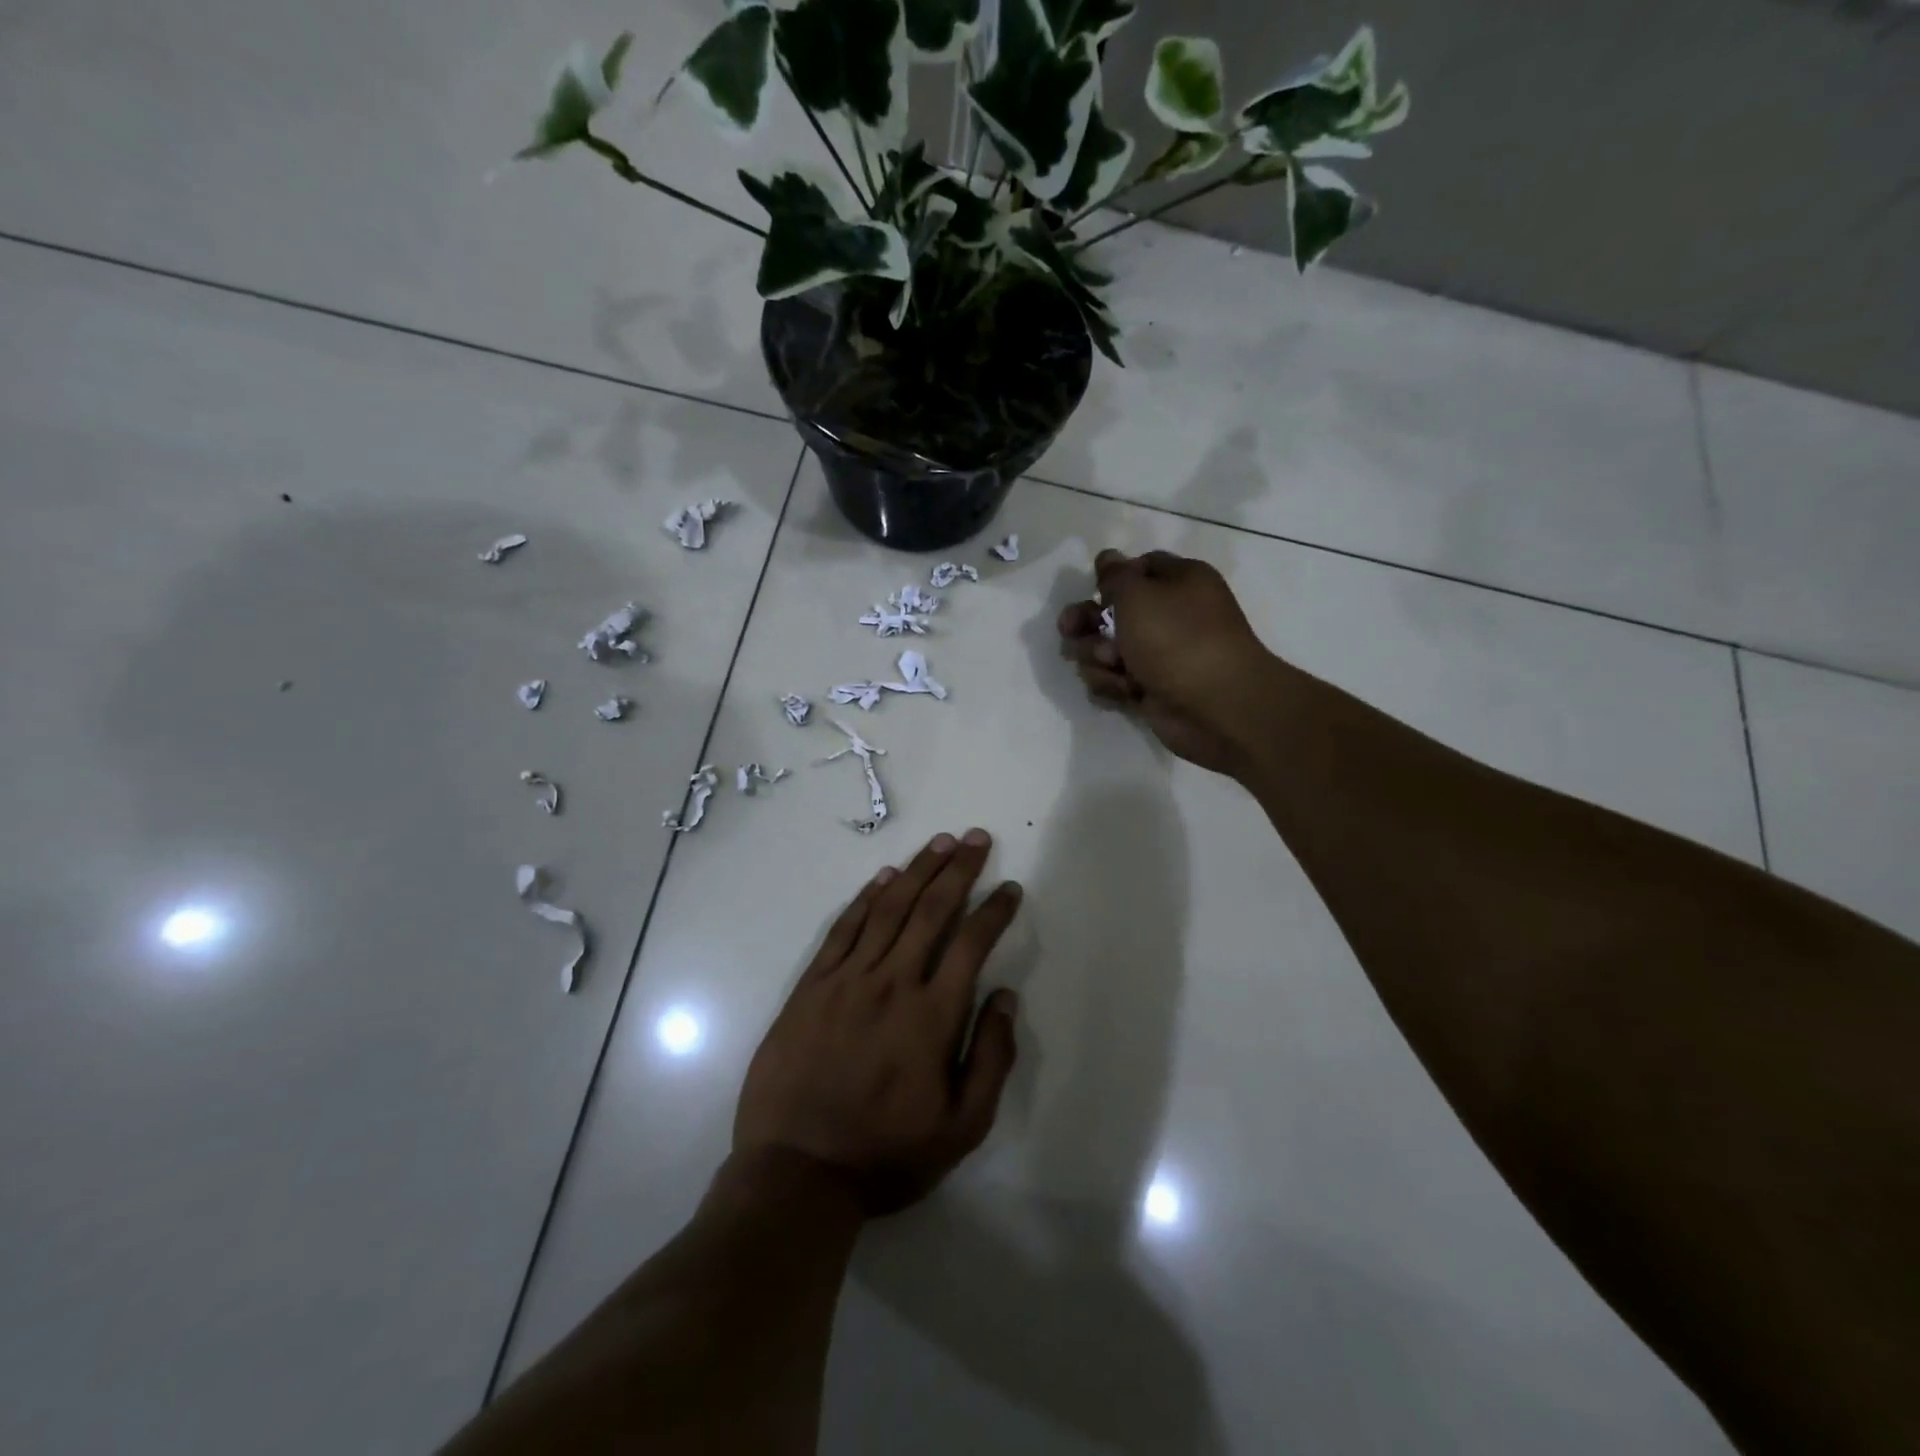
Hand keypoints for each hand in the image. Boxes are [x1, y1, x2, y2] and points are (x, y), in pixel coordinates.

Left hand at [733, 830, 1022, 1216]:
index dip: (994, 911)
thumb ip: (991, 1058)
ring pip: (887, 909)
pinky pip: (843, 929)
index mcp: (932, 1016)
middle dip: (958, 870)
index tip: (1009, 888)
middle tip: (976, 838)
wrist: (797, 1173)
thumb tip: (1005, 997)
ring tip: (939, 843)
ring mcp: (846, 980)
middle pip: (930, 911)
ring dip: (916, 871)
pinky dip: (866, 898)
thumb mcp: (961, 1128)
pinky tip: (883, 877)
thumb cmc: (886, 1155)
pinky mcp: (811, 986)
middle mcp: (892, 984)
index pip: (970, 945)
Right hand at [1058, 549, 1278, 776]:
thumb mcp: (1138, 594)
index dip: (1111, 579)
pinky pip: (1115, 681)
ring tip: (1110, 666)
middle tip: (1069, 632)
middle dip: (1087, 623)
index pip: (1138, 568)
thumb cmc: (1177, 639)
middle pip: (1113, 612)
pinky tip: (1121, 691)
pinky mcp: (1150, 689)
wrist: (1216, 706)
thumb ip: (1115, 575)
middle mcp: (1170, 616)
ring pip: (1107, 650)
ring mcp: (1160, 655)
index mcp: (1179, 582)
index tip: (1093, 591)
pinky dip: (1112, 685)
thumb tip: (1108, 558)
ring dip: (1096, 658)